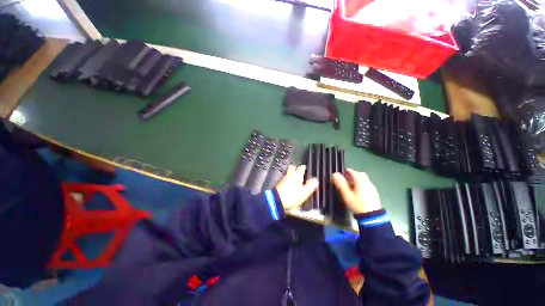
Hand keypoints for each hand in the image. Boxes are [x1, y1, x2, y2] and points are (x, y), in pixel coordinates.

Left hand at [275, 165, 318, 210]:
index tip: (306, 168)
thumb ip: (311, 185)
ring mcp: (283, 179)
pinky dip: (287, 180)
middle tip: (299, 170)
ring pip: (288, 173)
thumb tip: (316, 180)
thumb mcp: (304, 192)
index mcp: (297, 175)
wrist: (277, 200)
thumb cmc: (292, 196)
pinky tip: (289, 185)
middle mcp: (290, 175)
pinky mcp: (279, 184)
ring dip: (291, 174)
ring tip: (295, 178)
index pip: (301, 168)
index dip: (304, 167)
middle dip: (295, 168)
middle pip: (292, 167)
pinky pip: (284, 179)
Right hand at [331, 169, 381, 213]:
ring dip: (356, 180)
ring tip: (349, 186)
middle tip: (345, 179)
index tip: (340, 173)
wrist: (372, 217)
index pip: (352, 172)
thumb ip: (340, 184)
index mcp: (361, 181)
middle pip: (359, 174)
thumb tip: (334, 174)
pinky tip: (357, 191)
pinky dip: (361, 185)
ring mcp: (372, 188)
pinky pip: (366, 185)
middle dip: (352, 175)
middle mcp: (368, 182)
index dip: (346, 171)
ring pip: (364, 180)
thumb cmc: (357, 205)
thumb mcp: (347, 195)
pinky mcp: (374, 193)